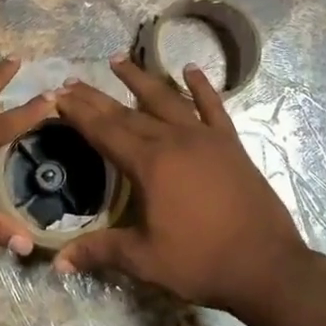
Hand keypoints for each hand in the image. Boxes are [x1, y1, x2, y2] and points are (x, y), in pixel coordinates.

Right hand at [51, 57, 312, 315]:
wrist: (267, 266)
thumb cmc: (201, 262)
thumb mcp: (145, 260)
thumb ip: (100, 251)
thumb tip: (58, 263)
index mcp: (149, 164)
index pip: (104, 131)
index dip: (79, 113)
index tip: (57, 95)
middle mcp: (174, 140)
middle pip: (127, 112)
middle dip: (96, 97)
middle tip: (72, 81)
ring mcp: (205, 138)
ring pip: (165, 99)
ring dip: (140, 79)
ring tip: (117, 60)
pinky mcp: (230, 144)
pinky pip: (213, 107)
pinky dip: (201, 87)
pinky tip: (191, 69)